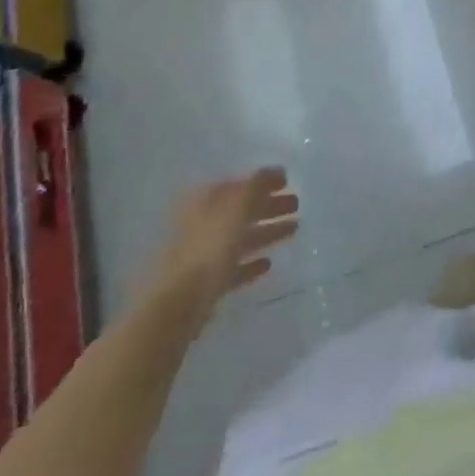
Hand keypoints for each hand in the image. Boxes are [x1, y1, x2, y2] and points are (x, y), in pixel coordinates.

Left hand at [146, 170, 298, 324]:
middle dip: (269, 205)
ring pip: (240, 237)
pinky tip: (268, 263)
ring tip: (294, 229)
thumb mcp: (237, 207)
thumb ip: (257, 185)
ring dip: (266, 231)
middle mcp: (201, 223)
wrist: (178, 305)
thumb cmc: (209, 248)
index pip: (238, 184)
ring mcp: (202, 254)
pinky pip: (234, 266)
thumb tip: (275, 170)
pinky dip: (251, 262)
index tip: (288, 181)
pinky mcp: (206, 283)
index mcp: (204, 202)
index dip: (263, 181)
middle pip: (240, 210)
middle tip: (296, 205)